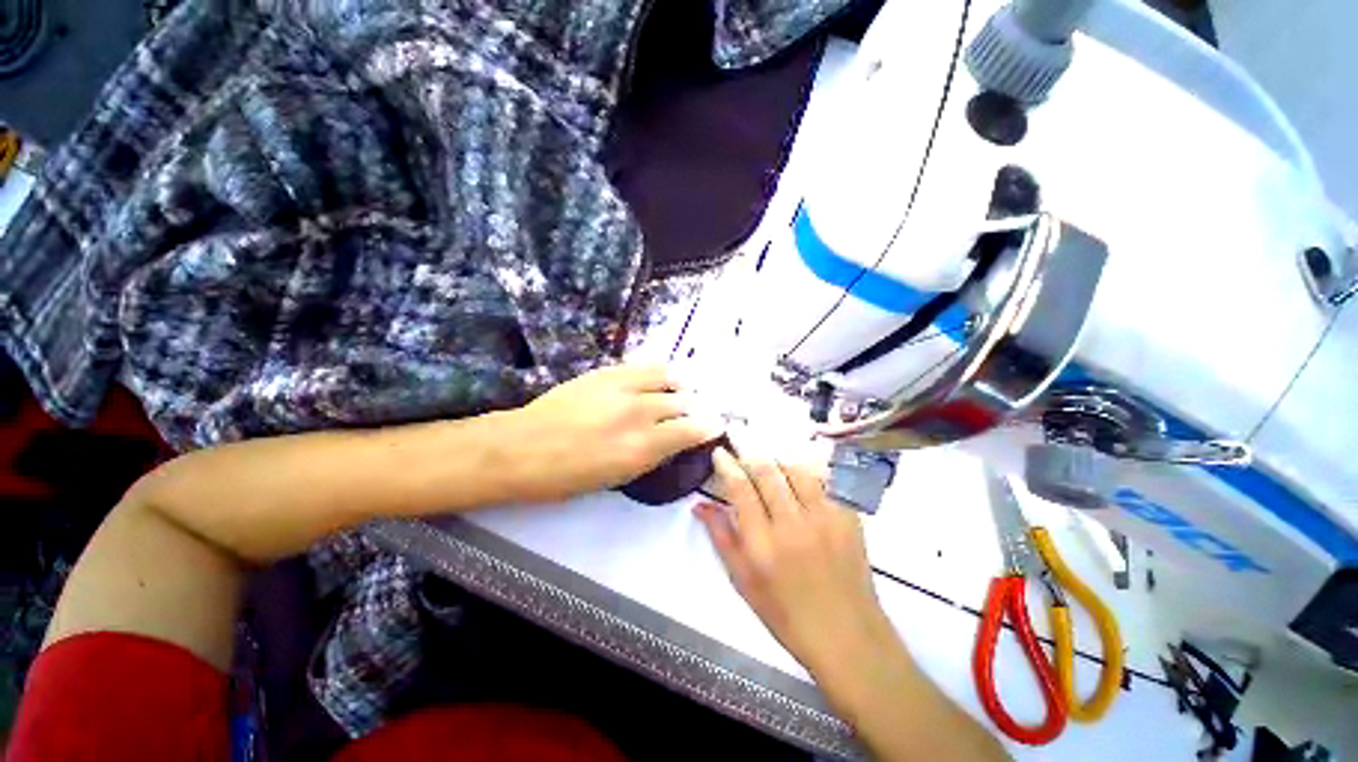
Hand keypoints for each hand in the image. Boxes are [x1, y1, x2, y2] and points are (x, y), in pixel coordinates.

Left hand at [502, 365, 721, 502]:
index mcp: (642, 448)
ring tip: (682, 391)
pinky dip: (661, 373)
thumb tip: (674, 439)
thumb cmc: (566, 476)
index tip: (716, 425)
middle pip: (683, 403)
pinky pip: (646, 366)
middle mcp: (639, 413)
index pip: (692, 430)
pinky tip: (663, 376)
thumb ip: (651, 455)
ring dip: (680, 388)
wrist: (522, 447)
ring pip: (669, 379)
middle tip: (696, 411)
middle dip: (694, 408)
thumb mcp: (616, 477)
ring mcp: (623, 387)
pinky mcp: (608, 372)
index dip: (709, 427)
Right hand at [696, 450, 894, 674]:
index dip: (728, 465)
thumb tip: (699, 505)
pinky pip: (824, 480)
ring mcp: (824, 518)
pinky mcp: (848, 516)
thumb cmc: (786, 614)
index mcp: (763, 544)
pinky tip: (798, 472)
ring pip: (796, 469)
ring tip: (768, 458)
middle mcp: (793, 525)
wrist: (847, 635)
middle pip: (768, 472)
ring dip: (777, 458)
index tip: (720, 452)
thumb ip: (721, 537)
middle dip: (750, 451)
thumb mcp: (743, 581)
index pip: (741, 489)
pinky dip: (806, 470)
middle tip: (740, 442)